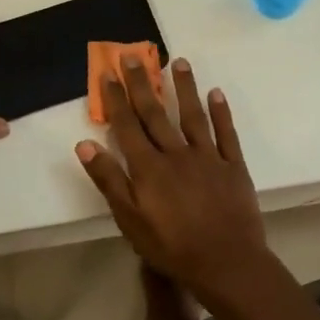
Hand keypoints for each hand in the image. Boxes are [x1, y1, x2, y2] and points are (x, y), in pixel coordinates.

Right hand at [75, 56, 271, 304]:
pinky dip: (222, 112)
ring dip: (184, 87)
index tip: (108, 73)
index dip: (116, 98)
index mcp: (148, 167)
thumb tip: (85, 144)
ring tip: (178, 62)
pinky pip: (227, 133)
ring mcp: (208, 157)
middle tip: (134, 56)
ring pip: (192, 115)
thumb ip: (109, 180)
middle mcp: (176, 153)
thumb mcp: (130, 220)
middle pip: (155, 113)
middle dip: (142, 84)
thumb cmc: (171, 247)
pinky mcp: (234, 166)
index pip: (127, 126)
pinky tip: (216, 93)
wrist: (227, 263)